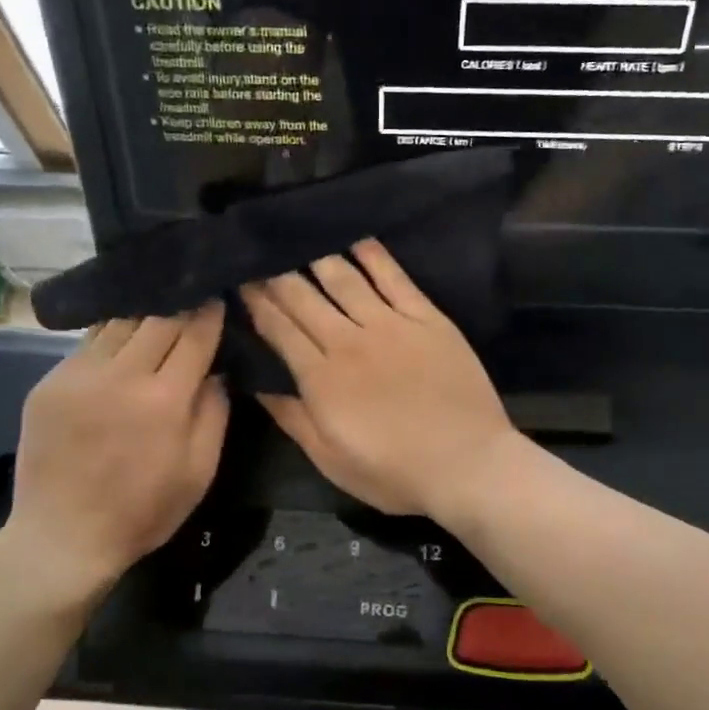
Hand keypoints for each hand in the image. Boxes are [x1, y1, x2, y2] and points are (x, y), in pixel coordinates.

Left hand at [0, 304, 228, 606]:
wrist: (62, 537)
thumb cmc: (143, 511)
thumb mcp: (199, 472)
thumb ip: (213, 414)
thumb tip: (217, 371)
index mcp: (164, 400)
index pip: (194, 336)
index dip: (209, 313)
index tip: (217, 297)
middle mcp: (120, 376)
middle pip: (157, 318)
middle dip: (179, 305)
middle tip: (192, 296)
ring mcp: (78, 375)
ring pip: (119, 323)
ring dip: (144, 314)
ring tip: (158, 307)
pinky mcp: (49, 382)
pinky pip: (88, 344)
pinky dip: (111, 336)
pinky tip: (121, 340)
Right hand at [241, 240, 518, 518]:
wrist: (467, 464)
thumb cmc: (393, 472)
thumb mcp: (331, 460)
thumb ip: (293, 419)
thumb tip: (258, 385)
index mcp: (320, 377)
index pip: (278, 327)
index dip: (256, 302)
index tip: (241, 280)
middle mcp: (349, 340)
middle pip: (303, 296)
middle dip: (277, 273)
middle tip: (261, 251)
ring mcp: (390, 325)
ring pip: (343, 278)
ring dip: (317, 256)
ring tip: (299, 237)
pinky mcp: (427, 318)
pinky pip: (394, 277)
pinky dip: (373, 255)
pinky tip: (356, 238)